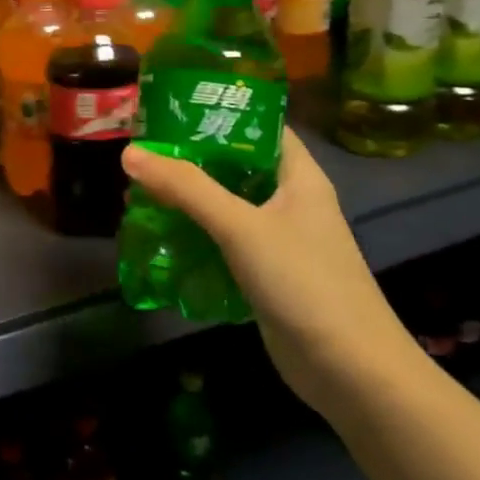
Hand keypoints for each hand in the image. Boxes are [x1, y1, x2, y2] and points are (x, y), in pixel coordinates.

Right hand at [121, 129, 419, 411]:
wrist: (349, 370)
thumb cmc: (304, 282)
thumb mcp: (241, 227)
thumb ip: (187, 189)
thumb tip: (130, 153)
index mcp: (299, 177)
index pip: (260, 127)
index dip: (220, 113)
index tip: (169, 109)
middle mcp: (291, 202)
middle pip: (236, 167)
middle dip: (190, 160)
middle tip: (141, 154)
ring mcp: (279, 240)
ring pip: (227, 206)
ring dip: (188, 200)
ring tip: (138, 192)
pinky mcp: (266, 274)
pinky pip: (224, 242)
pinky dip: (195, 236)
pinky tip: (160, 236)